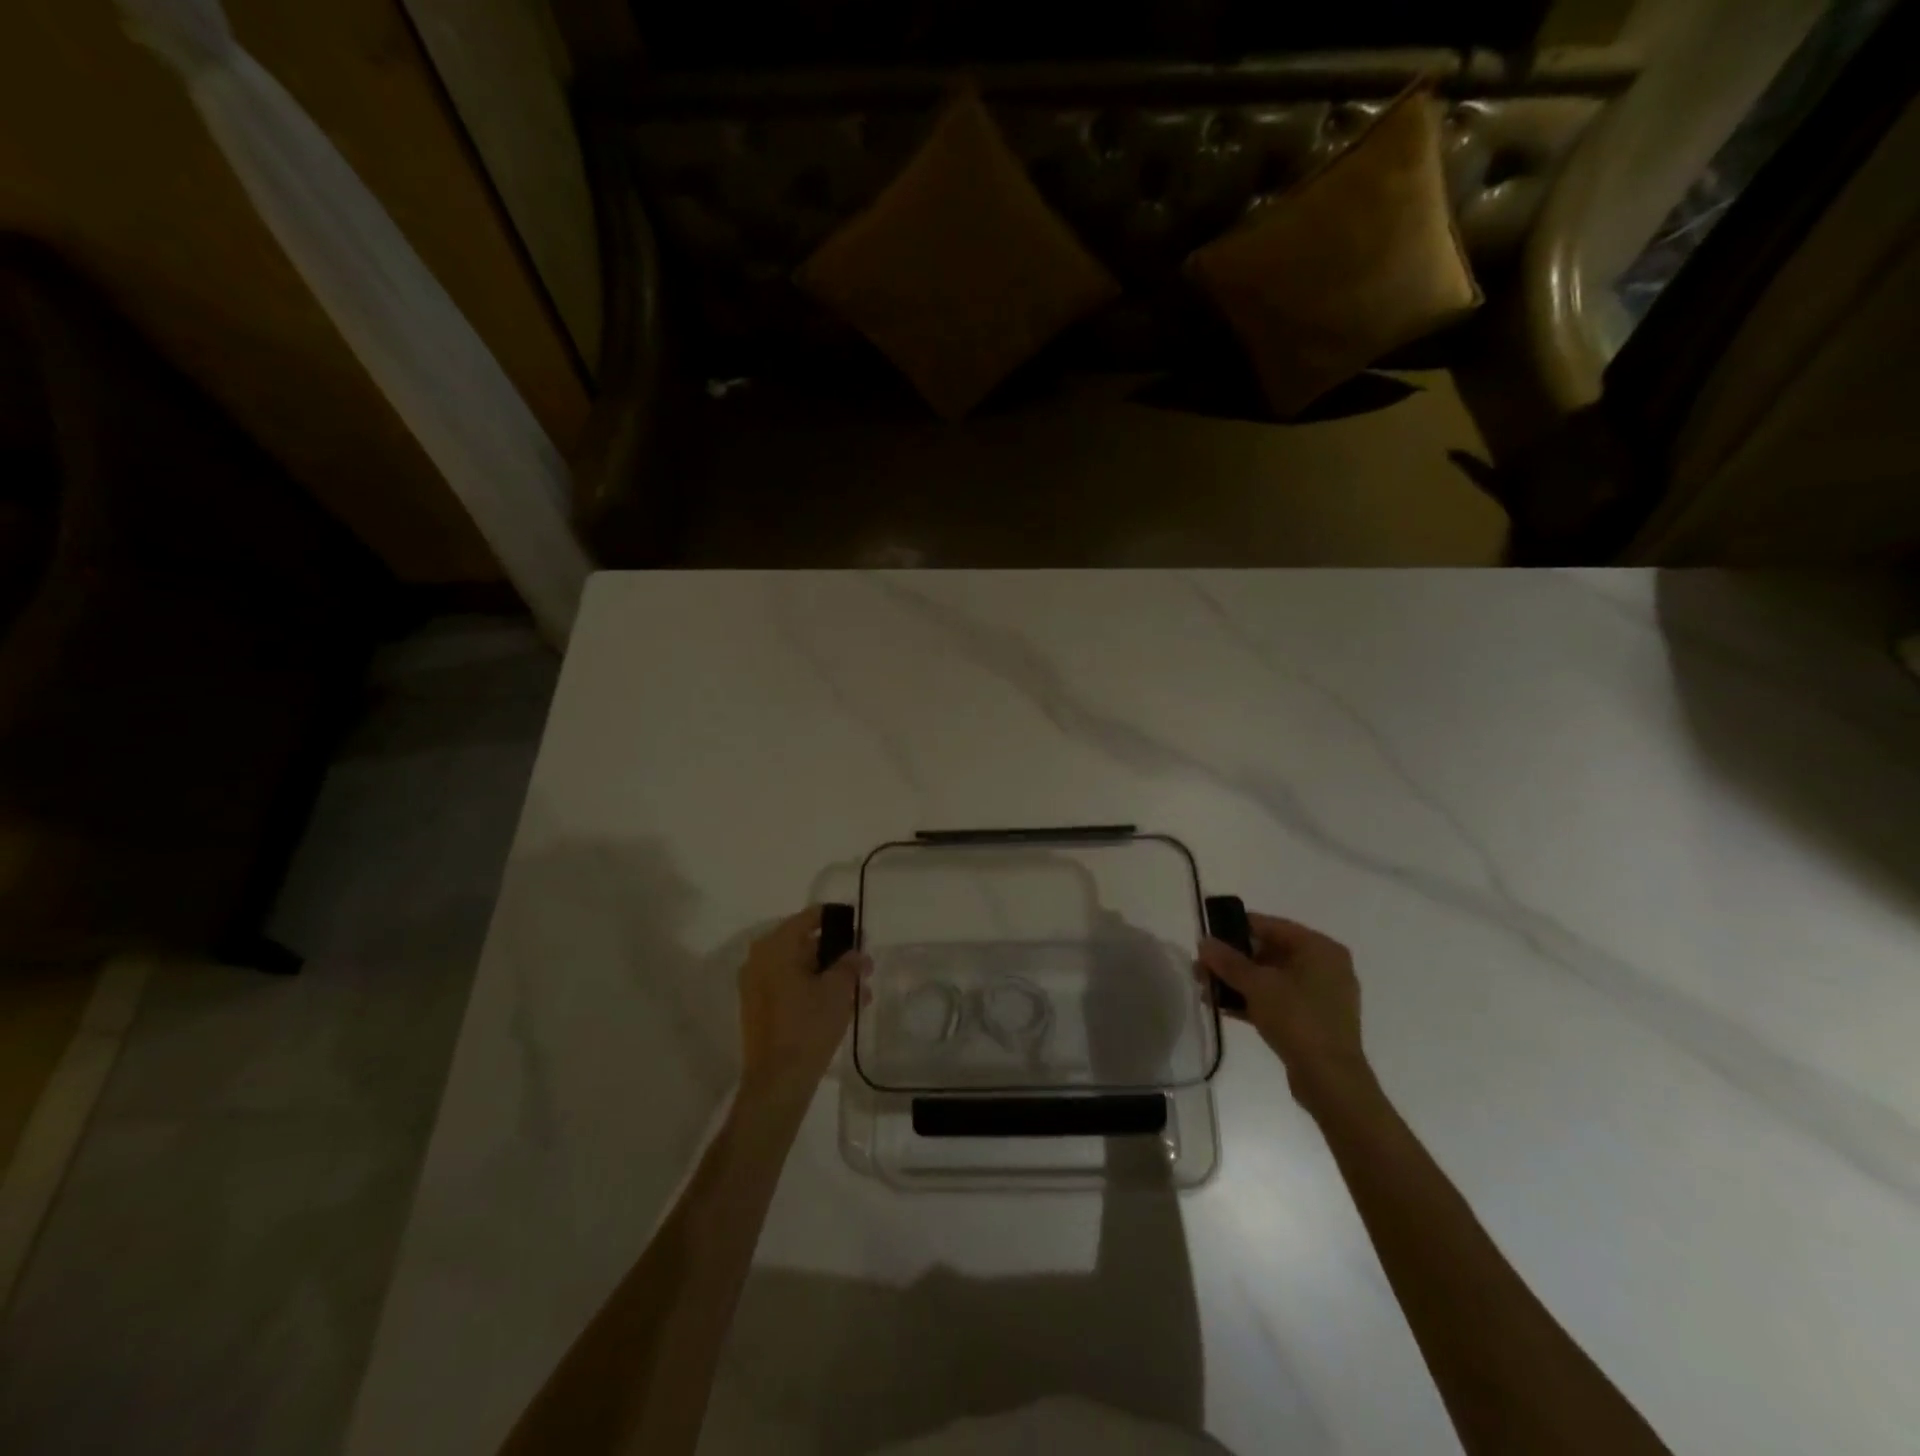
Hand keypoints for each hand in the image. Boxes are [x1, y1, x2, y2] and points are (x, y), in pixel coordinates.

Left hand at [738, 906, 864, 1105]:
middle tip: (865, 964)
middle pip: (804, 944)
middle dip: (837, 954)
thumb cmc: (808, 1026)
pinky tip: (843, 1006)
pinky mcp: (760, 1009)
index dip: (836, 919)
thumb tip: (855, 953)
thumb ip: (849, 963)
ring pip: (800, 969)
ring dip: (830, 976)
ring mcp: (757, 986)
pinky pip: (791, 988)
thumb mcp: (838, 989)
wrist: (778, 1082)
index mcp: (776, 947)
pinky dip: (815, 990)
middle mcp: (760, 960)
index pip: (809, 917)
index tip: (858, 927)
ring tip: (861, 992)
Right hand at [1197, 914, 1376, 1112]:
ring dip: (1240, 982)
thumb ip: (1228, 961)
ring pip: (1272, 977)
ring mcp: (1322, 994)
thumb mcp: (1256, 985)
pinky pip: (1280, 999)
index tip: (1208, 938)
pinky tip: (1224, 1008)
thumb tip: (1204, 941)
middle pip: (1270, 951)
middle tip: (1203, 968)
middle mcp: (1325, 965)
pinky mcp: (1316, 1019)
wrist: (1331, 1080)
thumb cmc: (1297, 1019)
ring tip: (1207, 990)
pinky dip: (1254, 1000)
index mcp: (1319, 948)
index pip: (1271, 926)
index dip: (1235, 928)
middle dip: (1233, 960)